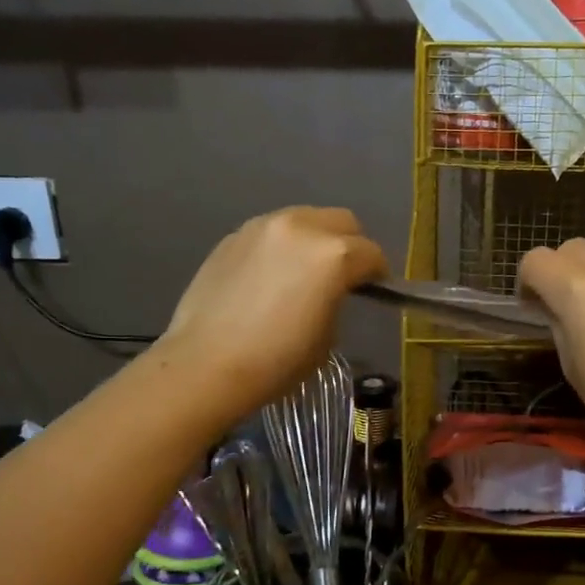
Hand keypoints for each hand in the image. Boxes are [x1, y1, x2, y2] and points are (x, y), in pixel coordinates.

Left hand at [163, 207, 385, 421]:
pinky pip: (271, 233)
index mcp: (334, 255)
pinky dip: (281, 247)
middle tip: (342, 275)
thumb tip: (330, 292)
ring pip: (304, 219)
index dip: (378, 274)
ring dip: (313, 240)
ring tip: (303, 272)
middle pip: (342, 221)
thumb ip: (337, 299)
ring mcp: (263, 227)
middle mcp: (302, 228)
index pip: (371, 254)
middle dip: (350, 244)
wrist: (207, 364)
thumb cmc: (277, 360)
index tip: (374, 290)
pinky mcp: (233, 237)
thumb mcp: (327, 336)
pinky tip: (269, 278)